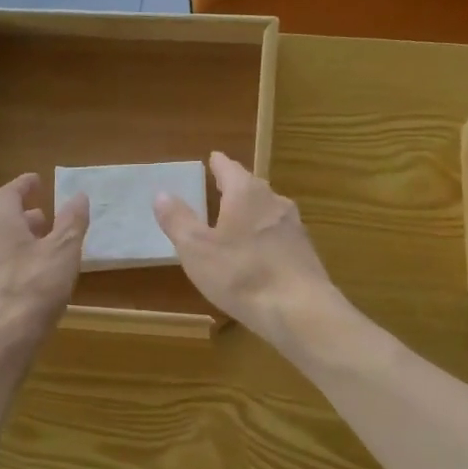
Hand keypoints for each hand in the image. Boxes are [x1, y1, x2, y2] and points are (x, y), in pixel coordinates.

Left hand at [0, 173, 88, 363]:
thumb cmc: (32, 289)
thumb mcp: (63, 252)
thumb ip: (72, 222)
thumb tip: (79, 195)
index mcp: (0, 225)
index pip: (8, 193)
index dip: (23, 185)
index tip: (37, 180)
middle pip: (2, 222)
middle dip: (25, 218)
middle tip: (46, 218)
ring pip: (0, 249)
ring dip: (21, 244)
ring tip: (44, 251)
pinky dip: (16, 268)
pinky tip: (33, 284)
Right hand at [153, 151, 339, 349]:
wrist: (300, 310)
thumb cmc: (241, 274)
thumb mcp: (196, 249)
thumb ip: (178, 220)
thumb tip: (161, 194)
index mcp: (246, 194)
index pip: (229, 168)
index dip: (218, 164)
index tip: (213, 158)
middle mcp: (274, 202)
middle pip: (252, 187)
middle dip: (236, 187)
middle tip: (221, 187)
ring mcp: (295, 228)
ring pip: (268, 211)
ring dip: (252, 213)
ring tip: (237, 220)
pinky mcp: (306, 254)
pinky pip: (280, 236)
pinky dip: (265, 237)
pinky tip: (259, 254)